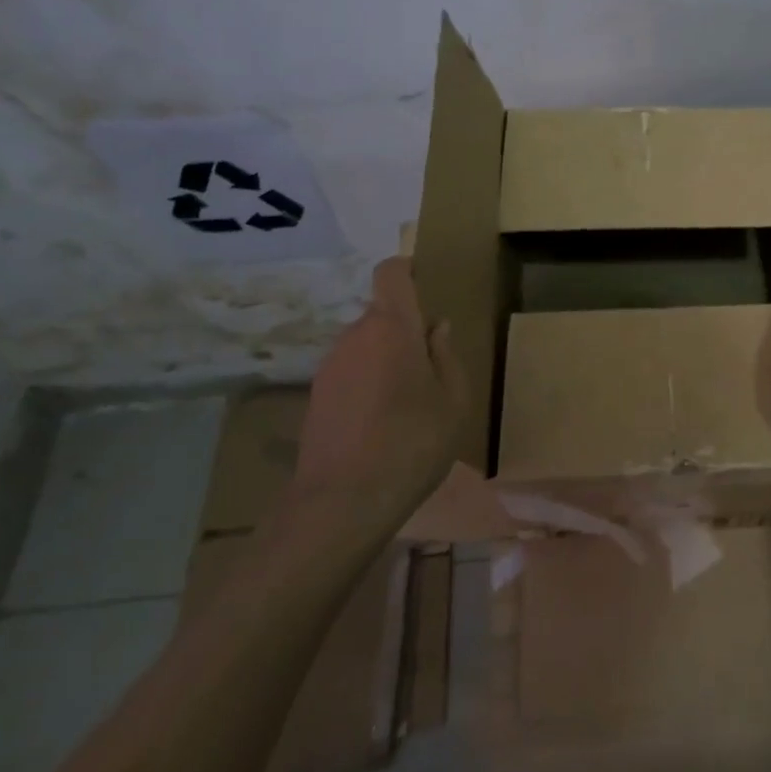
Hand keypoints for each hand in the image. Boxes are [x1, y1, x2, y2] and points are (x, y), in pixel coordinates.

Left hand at [294, 257, 466, 508]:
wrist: (343, 501)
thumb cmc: (412, 442)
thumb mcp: (454, 399)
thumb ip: (446, 355)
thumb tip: (435, 327)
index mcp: (391, 327)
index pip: (391, 273)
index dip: (408, 270)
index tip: (428, 286)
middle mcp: (354, 336)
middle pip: (382, 314)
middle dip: (406, 330)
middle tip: (433, 367)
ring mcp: (329, 366)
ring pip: (366, 345)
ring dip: (387, 359)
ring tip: (410, 402)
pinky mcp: (316, 396)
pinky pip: (351, 372)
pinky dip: (369, 383)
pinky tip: (383, 423)